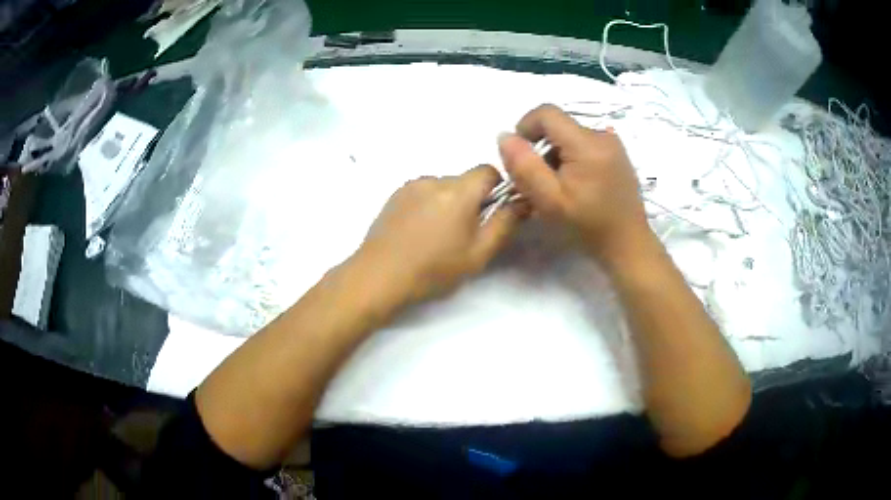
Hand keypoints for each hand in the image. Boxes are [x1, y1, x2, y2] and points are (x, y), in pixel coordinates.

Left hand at [356, 165, 522, 303]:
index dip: (497, 189)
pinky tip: (418, 234)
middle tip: (464, 235)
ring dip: (448, 204)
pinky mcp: (394, 196)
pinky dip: (429, 206)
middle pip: (464, 181)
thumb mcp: (478, 253)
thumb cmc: (433, 269)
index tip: (492, 214)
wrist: (379, 277)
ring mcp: (410, 186)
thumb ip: (504, 223)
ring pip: (443, 188)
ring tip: (437, 237)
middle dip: (471, 201)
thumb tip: (522, 201)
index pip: (488, 171)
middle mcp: (433, 180)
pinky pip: (423, 193)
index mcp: (457, 191)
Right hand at [498, 104, 653, 268]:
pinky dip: (572, 158)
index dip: (525, 127)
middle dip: (541, 146)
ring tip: (558, 186)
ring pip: (570, 135)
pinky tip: (576, 184)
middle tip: (539, 180)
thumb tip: (505, 136)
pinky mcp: (617, 154)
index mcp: (587, 143)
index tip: (520, 156)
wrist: (628, 245)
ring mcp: (613, 144)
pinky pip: (585, 144)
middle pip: (559, 125)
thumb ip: (524, 166)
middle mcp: (602, 135)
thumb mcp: (549, 201)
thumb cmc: (588, 226)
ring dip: (556, 154)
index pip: (546, 113)